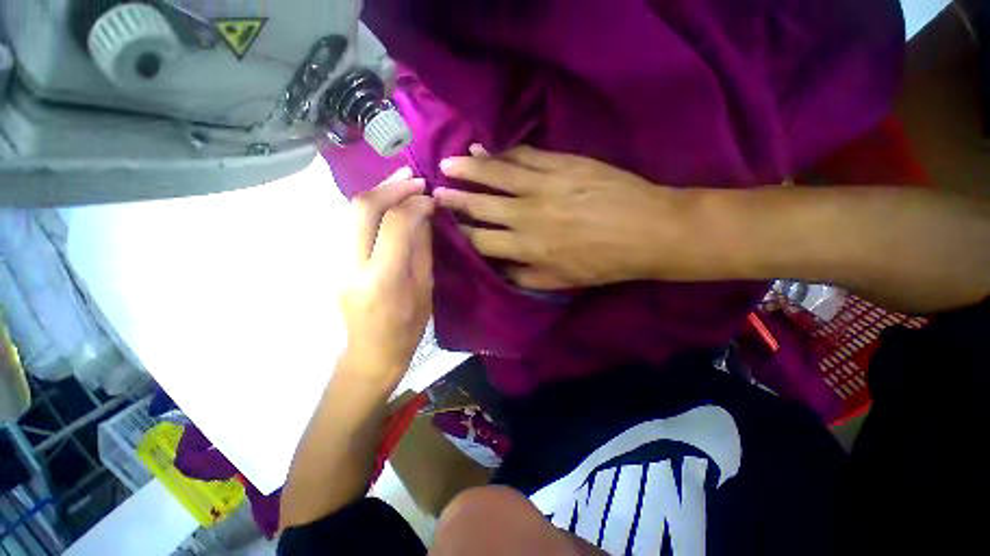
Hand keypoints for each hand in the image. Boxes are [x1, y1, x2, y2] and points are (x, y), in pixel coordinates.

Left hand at [339, 167, 433, 386]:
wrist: (370, 354)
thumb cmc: (407, 329)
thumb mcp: (425, 290)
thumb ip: (422, 249)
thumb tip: (423, 215)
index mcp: (383, 279)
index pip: (396, 225)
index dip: (415, 204)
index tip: (431, 198)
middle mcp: (353, 266)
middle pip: (362, 208)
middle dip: (390, 186)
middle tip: (414, 178)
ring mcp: (337, 263)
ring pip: (351, 212)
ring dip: (379, 192)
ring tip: (402, 181)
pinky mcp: (335, 262)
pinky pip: (351, 224)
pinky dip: (371, 207)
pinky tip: (388, 202)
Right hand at [436, 145, 699, 288]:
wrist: (648, 230)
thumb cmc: (604, 262)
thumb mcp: (563, 282)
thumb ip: (525, 277)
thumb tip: (500, 270)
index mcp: (528, 247)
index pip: (481, 241)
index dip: (462, 234)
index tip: (446, 227)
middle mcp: (528, 215)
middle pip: (482, 205)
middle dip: (455, 199)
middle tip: (434, 191)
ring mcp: (544, 185)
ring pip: (497, 175)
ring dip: (470, 169)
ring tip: (448, 163)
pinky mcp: (562, 163)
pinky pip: (524, 156)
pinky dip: (502, 153)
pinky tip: (485, 149)